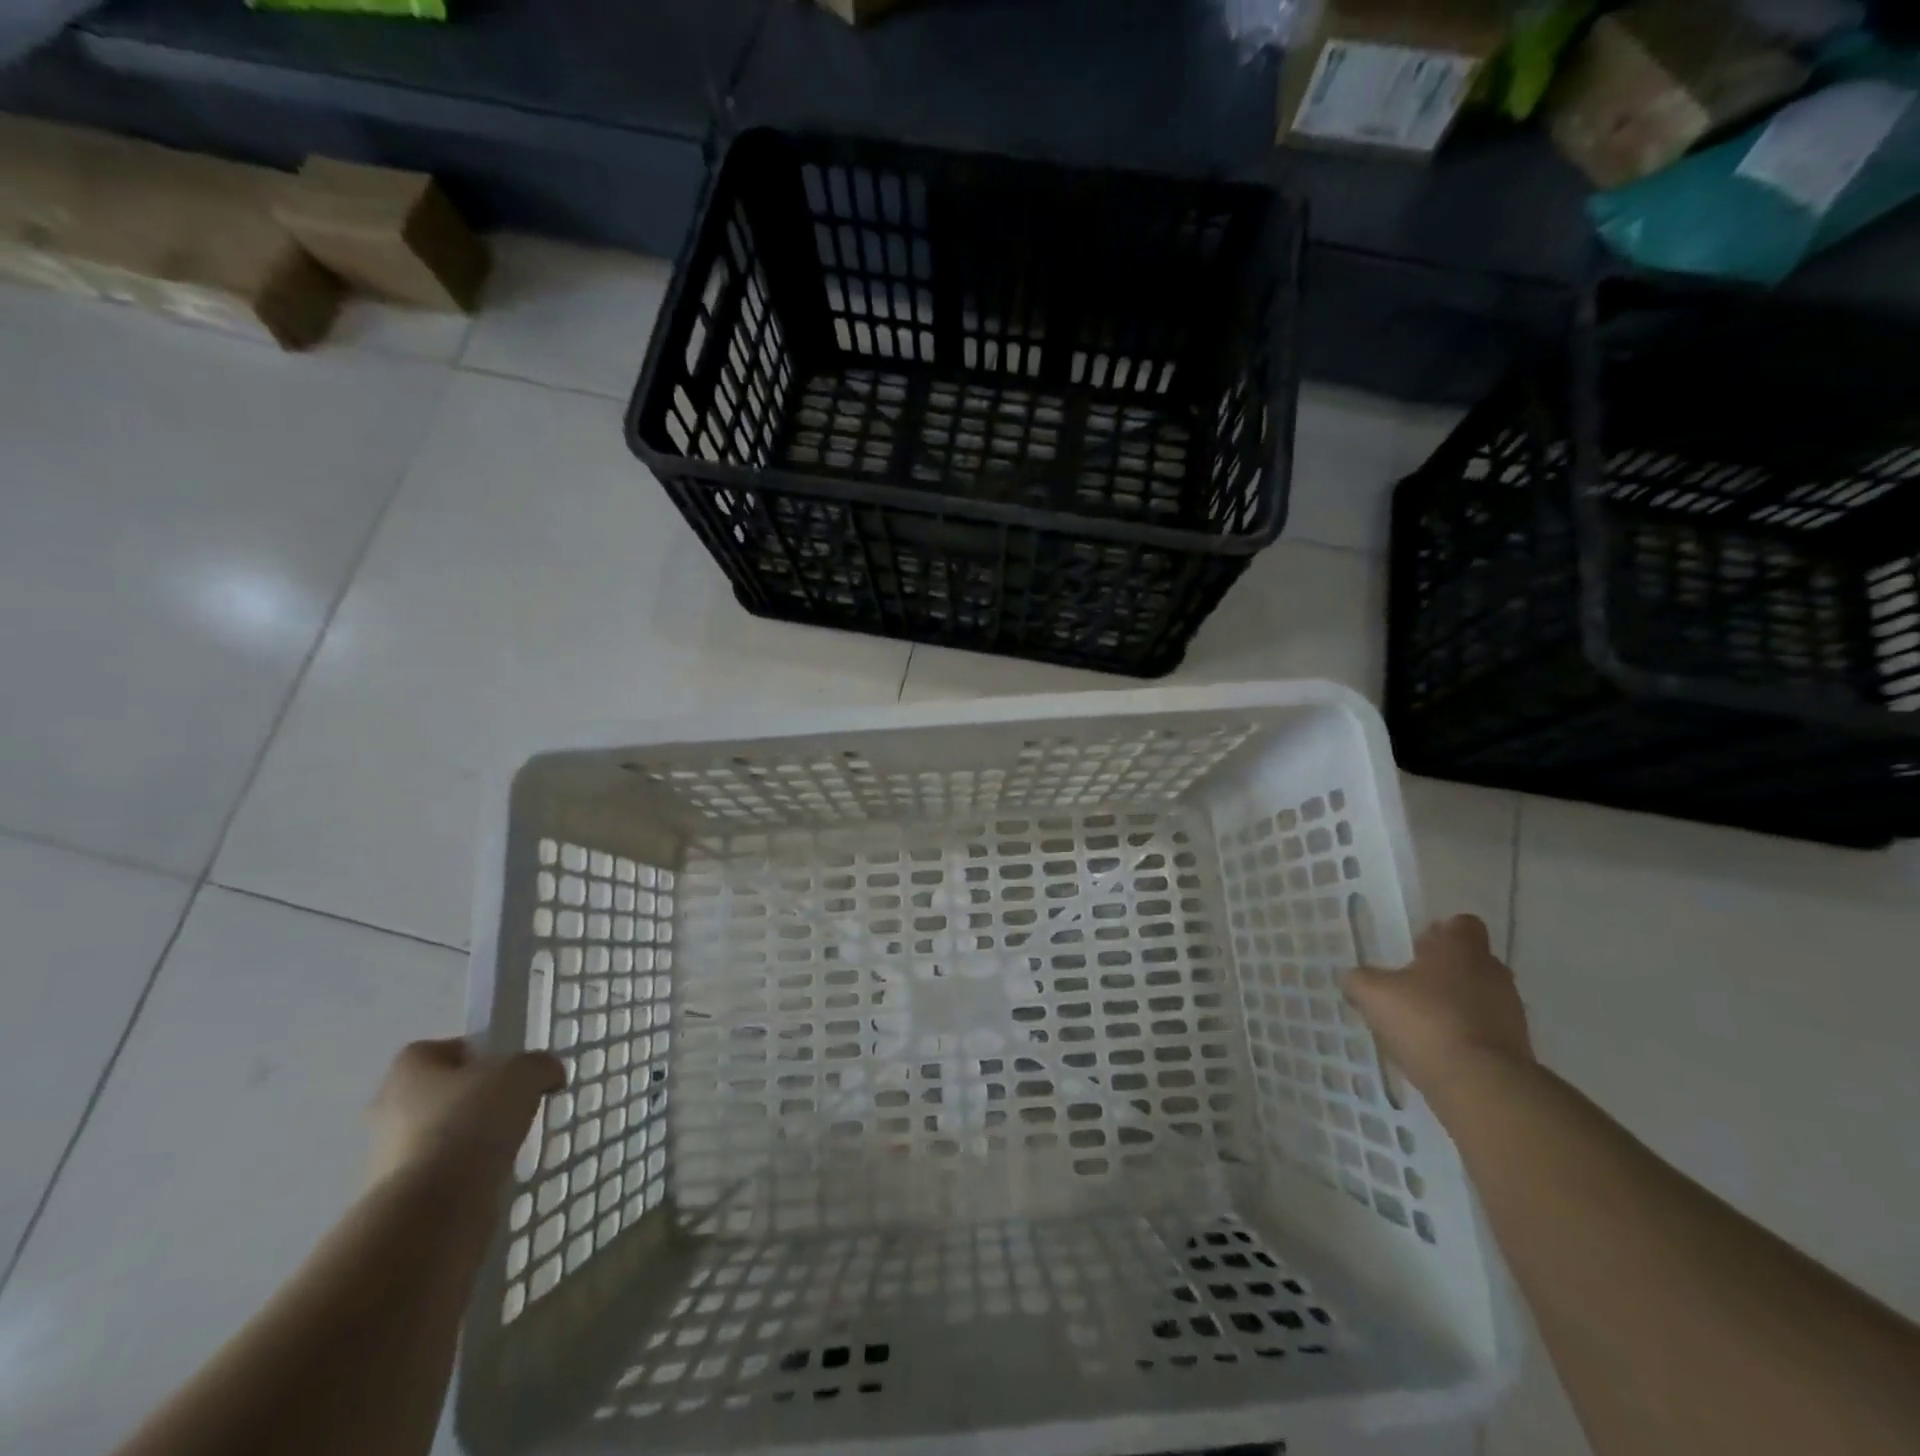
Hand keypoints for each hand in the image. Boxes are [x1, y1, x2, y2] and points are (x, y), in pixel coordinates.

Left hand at [365, 1039, 564, 1189]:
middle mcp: (388, 1109)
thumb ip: (540, 1065)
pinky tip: (494, 1175)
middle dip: (472, 1099)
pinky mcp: (399, 1198)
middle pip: (439, 1093)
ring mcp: (387, 1158)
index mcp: (408, 1070)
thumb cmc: (471, 1121)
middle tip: (511, 1104)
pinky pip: (441, 1172)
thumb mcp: (525, 1073)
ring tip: (509, 1143)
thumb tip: (548, 1075)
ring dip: (469, 1138)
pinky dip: (466, 1173)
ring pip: (439, 1135)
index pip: (441, 1049)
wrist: (433, 1209)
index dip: (476, 1053)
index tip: (507, 1068)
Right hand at [1343, 914, 1533, 1099]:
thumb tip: (1354, 978)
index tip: (1418, 947)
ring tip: (1424, 1019)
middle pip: (1472, 960)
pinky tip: (1439, 1047)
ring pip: (1481, 994)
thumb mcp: (1372, 994)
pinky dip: (1466, 1032)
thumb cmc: (1425, 1020)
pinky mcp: (1517, 1045)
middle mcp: (1492, 971)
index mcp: (1461, 948)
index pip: (1461, 924)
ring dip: (1457, 1002)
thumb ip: (1359, 980)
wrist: (1480, 1083)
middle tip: (1413, 983)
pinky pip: (1487, 1028)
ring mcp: (1510, 1010)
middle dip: (1445, 969)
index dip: (1441, 932)